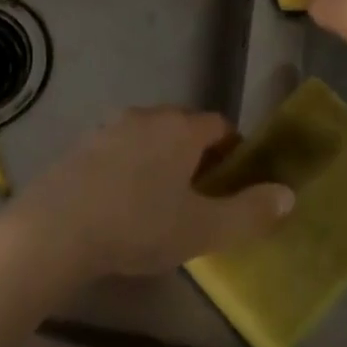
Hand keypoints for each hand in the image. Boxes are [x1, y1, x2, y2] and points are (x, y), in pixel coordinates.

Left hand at [0, 107, 294, 291]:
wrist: (58, 226)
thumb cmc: (140, 225)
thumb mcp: (203, 229)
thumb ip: (250, 212)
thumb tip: (288, 195)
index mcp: (180, 128)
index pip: (218, 125)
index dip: (233, 150)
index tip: (236, 182)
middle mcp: (146, 116)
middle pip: (183, 127)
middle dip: (198, 155)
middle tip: (202, 197)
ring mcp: (110, 127)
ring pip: (149, 137)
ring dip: (162, 160)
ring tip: (163, 202)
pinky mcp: (82, 144)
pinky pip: (120, 149)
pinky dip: (131, 167)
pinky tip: (123, 202)